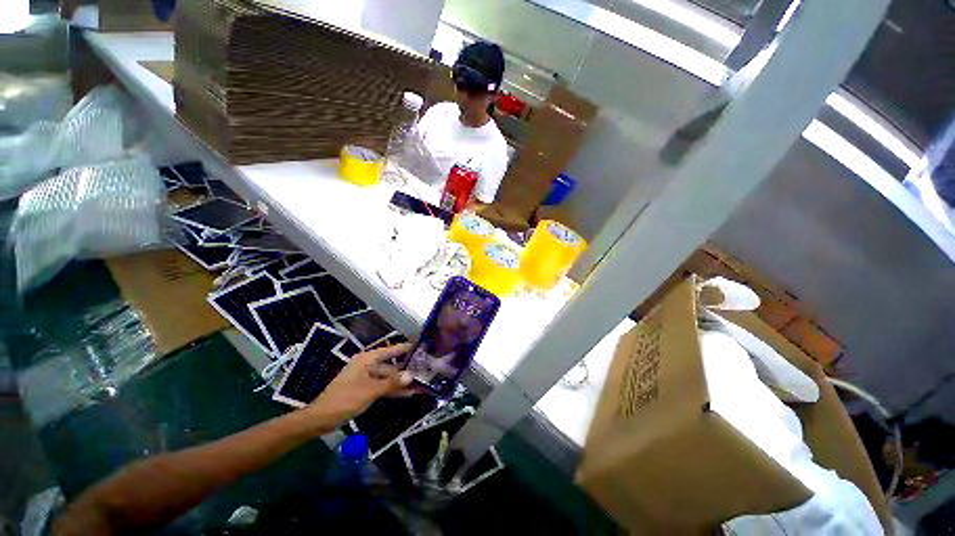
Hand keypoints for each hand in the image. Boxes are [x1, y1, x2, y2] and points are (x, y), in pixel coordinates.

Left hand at [306, 344, 414, 422]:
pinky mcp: (364, 389)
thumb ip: (392, 382)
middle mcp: (368, 365)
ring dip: (401, 382)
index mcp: (367, 359)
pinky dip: (392, 389)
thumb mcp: (371, 390)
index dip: (405, 348)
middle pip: (391, 365)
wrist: (320, 419)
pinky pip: (382, 386)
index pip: (391, 350)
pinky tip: (406, 394)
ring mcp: (365, 377)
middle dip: (406, 370)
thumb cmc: (345, 399)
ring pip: (387, 377)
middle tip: (424, 371)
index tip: (422, 348)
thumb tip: (411, 375)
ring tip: (420, 385)